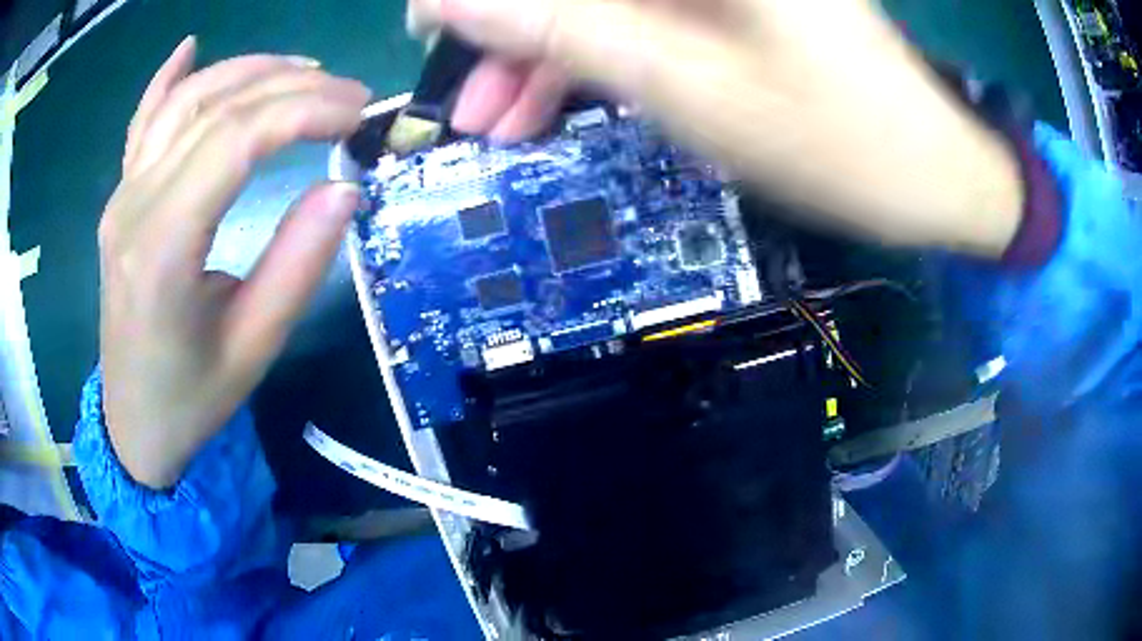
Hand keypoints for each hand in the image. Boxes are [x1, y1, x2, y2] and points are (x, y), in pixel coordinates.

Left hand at [99, 37, 370, 487]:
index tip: (358, 114)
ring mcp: (122, 196)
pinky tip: (191, 47)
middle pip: (215, 109)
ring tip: (305, 70)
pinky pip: (142, 123)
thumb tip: (345, 189)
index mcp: (161, 249)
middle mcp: (134, 205)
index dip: (304, 111)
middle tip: (351, 95)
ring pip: (185, 101)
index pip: (235, 140)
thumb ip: (298, 265)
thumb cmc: (192, 399)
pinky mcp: (121, 198)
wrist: (134, 423)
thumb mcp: (255, 348)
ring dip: (249, 71)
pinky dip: (168, 79)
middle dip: (292, 87)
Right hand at [412, 0, 1022, 257]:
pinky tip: (556, 102)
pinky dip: (592, 54)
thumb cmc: (833, 140)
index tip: (427, 23)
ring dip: (543, 50)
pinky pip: (638, 14)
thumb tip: (453, 2)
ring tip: (497, 117)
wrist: (927, 175)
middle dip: (510, 22)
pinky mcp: (731, 2)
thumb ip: (564, 29)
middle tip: (459, 84)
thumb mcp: (684, 85)